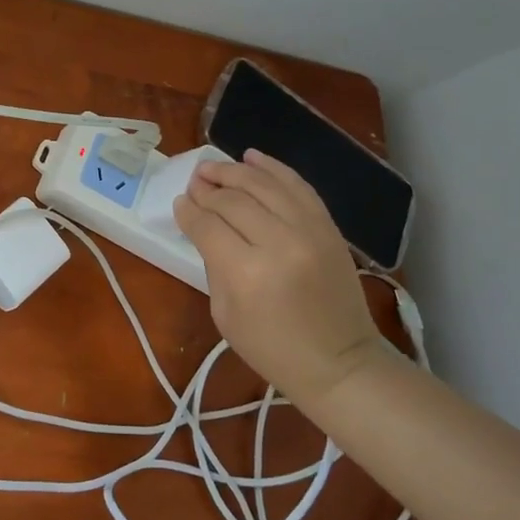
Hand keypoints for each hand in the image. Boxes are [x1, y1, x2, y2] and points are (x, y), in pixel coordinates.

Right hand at [173, 149, 395, 405]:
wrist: (340, 363)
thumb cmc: (273, 349)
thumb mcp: (224, 314)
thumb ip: (213, 264)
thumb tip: (201, 225)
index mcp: (246, 273)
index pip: (208, 225)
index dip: (189, 210)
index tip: (179, 202)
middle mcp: (279, 242)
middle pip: (233, 200)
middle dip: (207, 188)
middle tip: (193, 182)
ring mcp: (309, 230)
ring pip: (264, 184)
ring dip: (234, 171)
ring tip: (213, 167)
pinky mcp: (329, 227)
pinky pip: (298, 186)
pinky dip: (274, 168)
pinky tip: (252, 157)